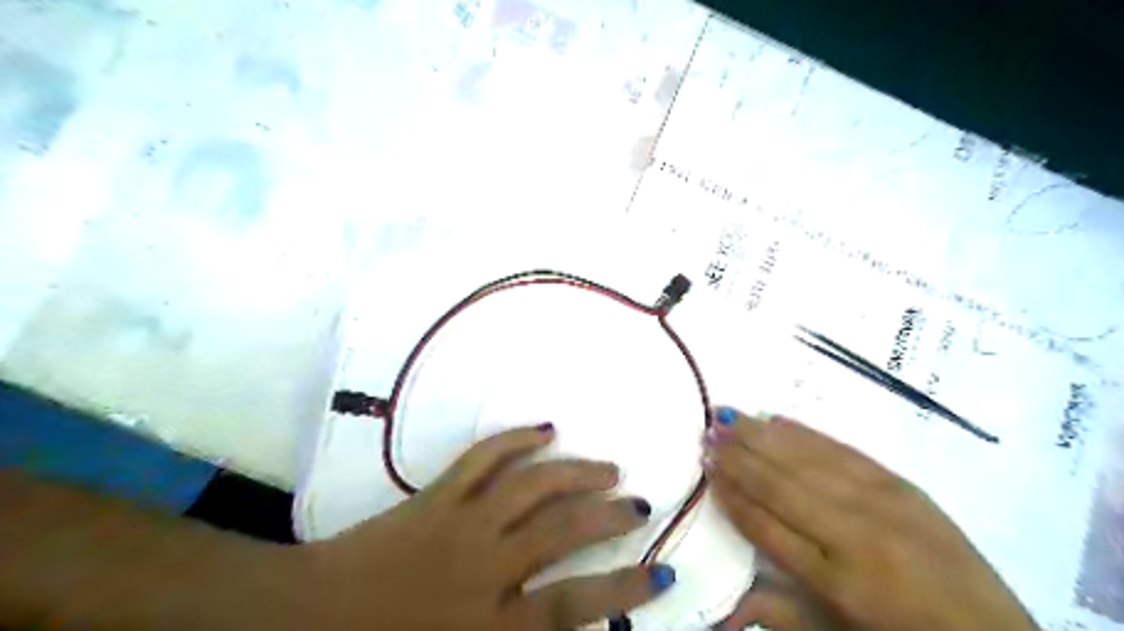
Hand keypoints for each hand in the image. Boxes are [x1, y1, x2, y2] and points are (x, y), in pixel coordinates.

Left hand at [294, 425, 675, 629]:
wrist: (310, 616)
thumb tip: (574, 630)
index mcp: (490, 622)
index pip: (576, 605)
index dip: (625, 590)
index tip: (662, 569)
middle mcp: (486, 566)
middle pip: (564, 531)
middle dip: (610, 516)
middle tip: (638, 503)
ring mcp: (462, 521)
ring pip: (534, 486)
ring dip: (577, 473)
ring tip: (608, 468)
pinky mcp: (438, 494)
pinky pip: (484, 457)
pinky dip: (516, 439)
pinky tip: (545, 430)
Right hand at [700, 409, 1034, 629]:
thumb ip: (778, 611)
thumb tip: (722, 608)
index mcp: (835, 580)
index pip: (765, 525)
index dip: (732, 494)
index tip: (707, 467)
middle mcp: (852, 533)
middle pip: (779, 485)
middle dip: (738, 456)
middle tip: (707, 431)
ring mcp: (880, 502)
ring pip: (805, 460)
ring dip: (761, 436)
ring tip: (729, 416)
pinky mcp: (903, 484)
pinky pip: (843, 451)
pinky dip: (806, 434)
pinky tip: (780, 420)